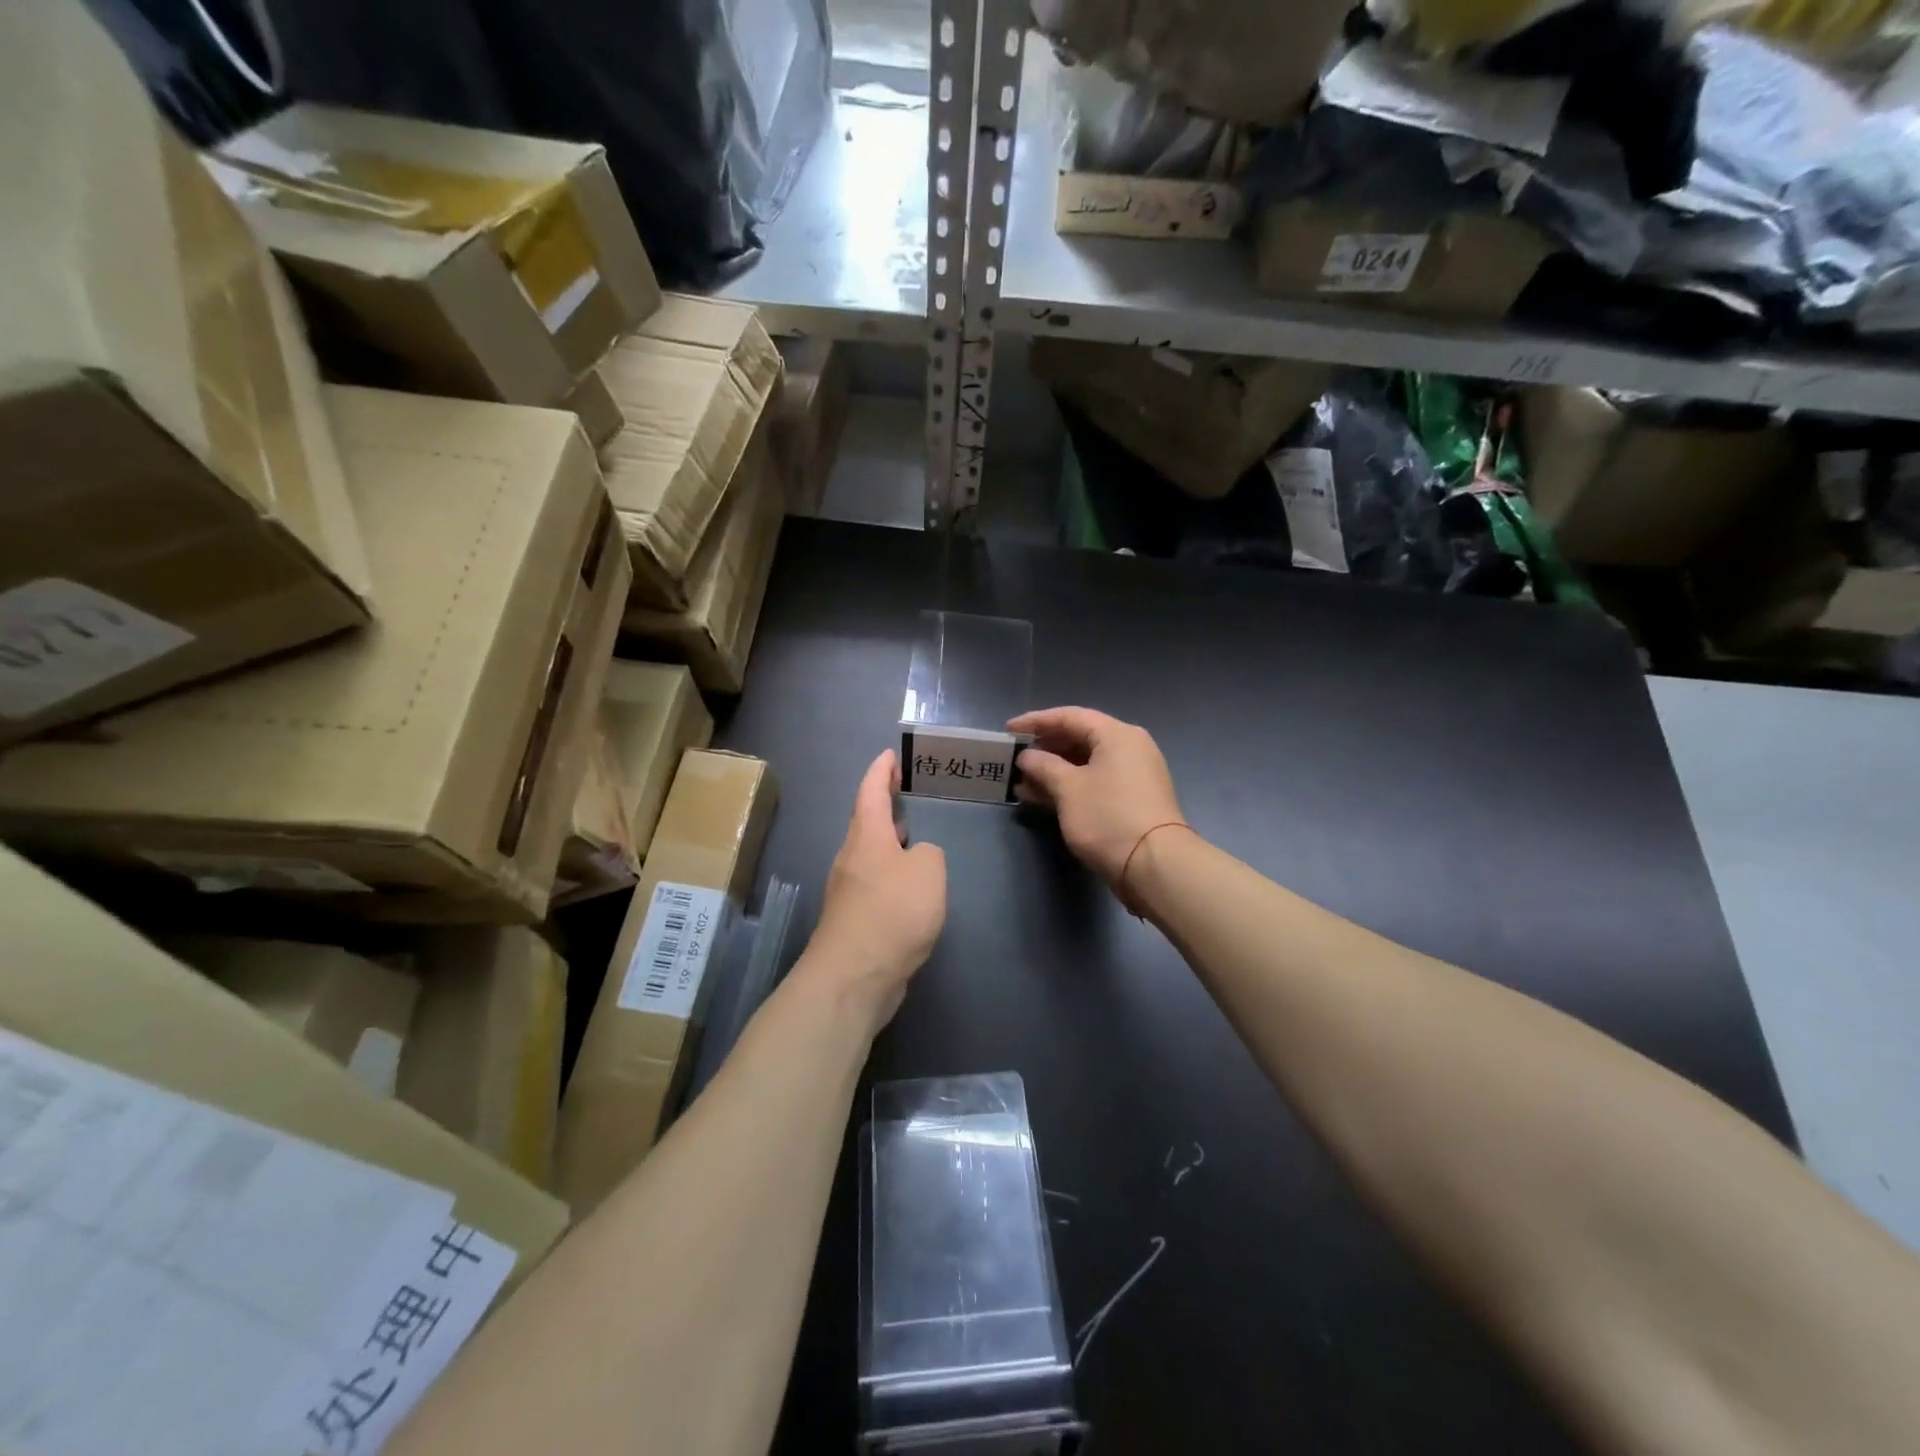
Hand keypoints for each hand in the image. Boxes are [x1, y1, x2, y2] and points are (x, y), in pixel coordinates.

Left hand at [805, 750, 946, 1026]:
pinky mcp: (854, 920)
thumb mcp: (928, 871)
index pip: (870, 791)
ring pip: (870, 854)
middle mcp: (852, 857)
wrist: (855, 976)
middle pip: (867, 822)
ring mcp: (848, 890)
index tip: (889, 755)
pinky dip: (891, 873)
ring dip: (888, 841)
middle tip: (906, 792)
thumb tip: (916, 858)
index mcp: (867, 836)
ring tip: (913, 836)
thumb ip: (929, 854)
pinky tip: (909, 887)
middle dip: (884, 805)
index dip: (880, 770)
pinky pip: (874, 883)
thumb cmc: (892, 911)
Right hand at [1010, 707, 1185, 884]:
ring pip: (1085, 763)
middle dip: (1044, 748)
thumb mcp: (1068, 788)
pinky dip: (1069, 786)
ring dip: (1053, 771)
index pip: (1070, 716)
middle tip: (1015, 757)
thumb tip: (1027, 757)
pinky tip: (1042, 798)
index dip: (1036, 721)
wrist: (1154, 864)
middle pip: (1079, 738)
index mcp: (1117, 734)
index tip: (1009, 730)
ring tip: (1021, 782)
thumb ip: (1043, 765)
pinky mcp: (1131, 800)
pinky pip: (1094, 782)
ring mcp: (1133, 775)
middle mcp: (1129, 747)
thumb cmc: (1108, 817)